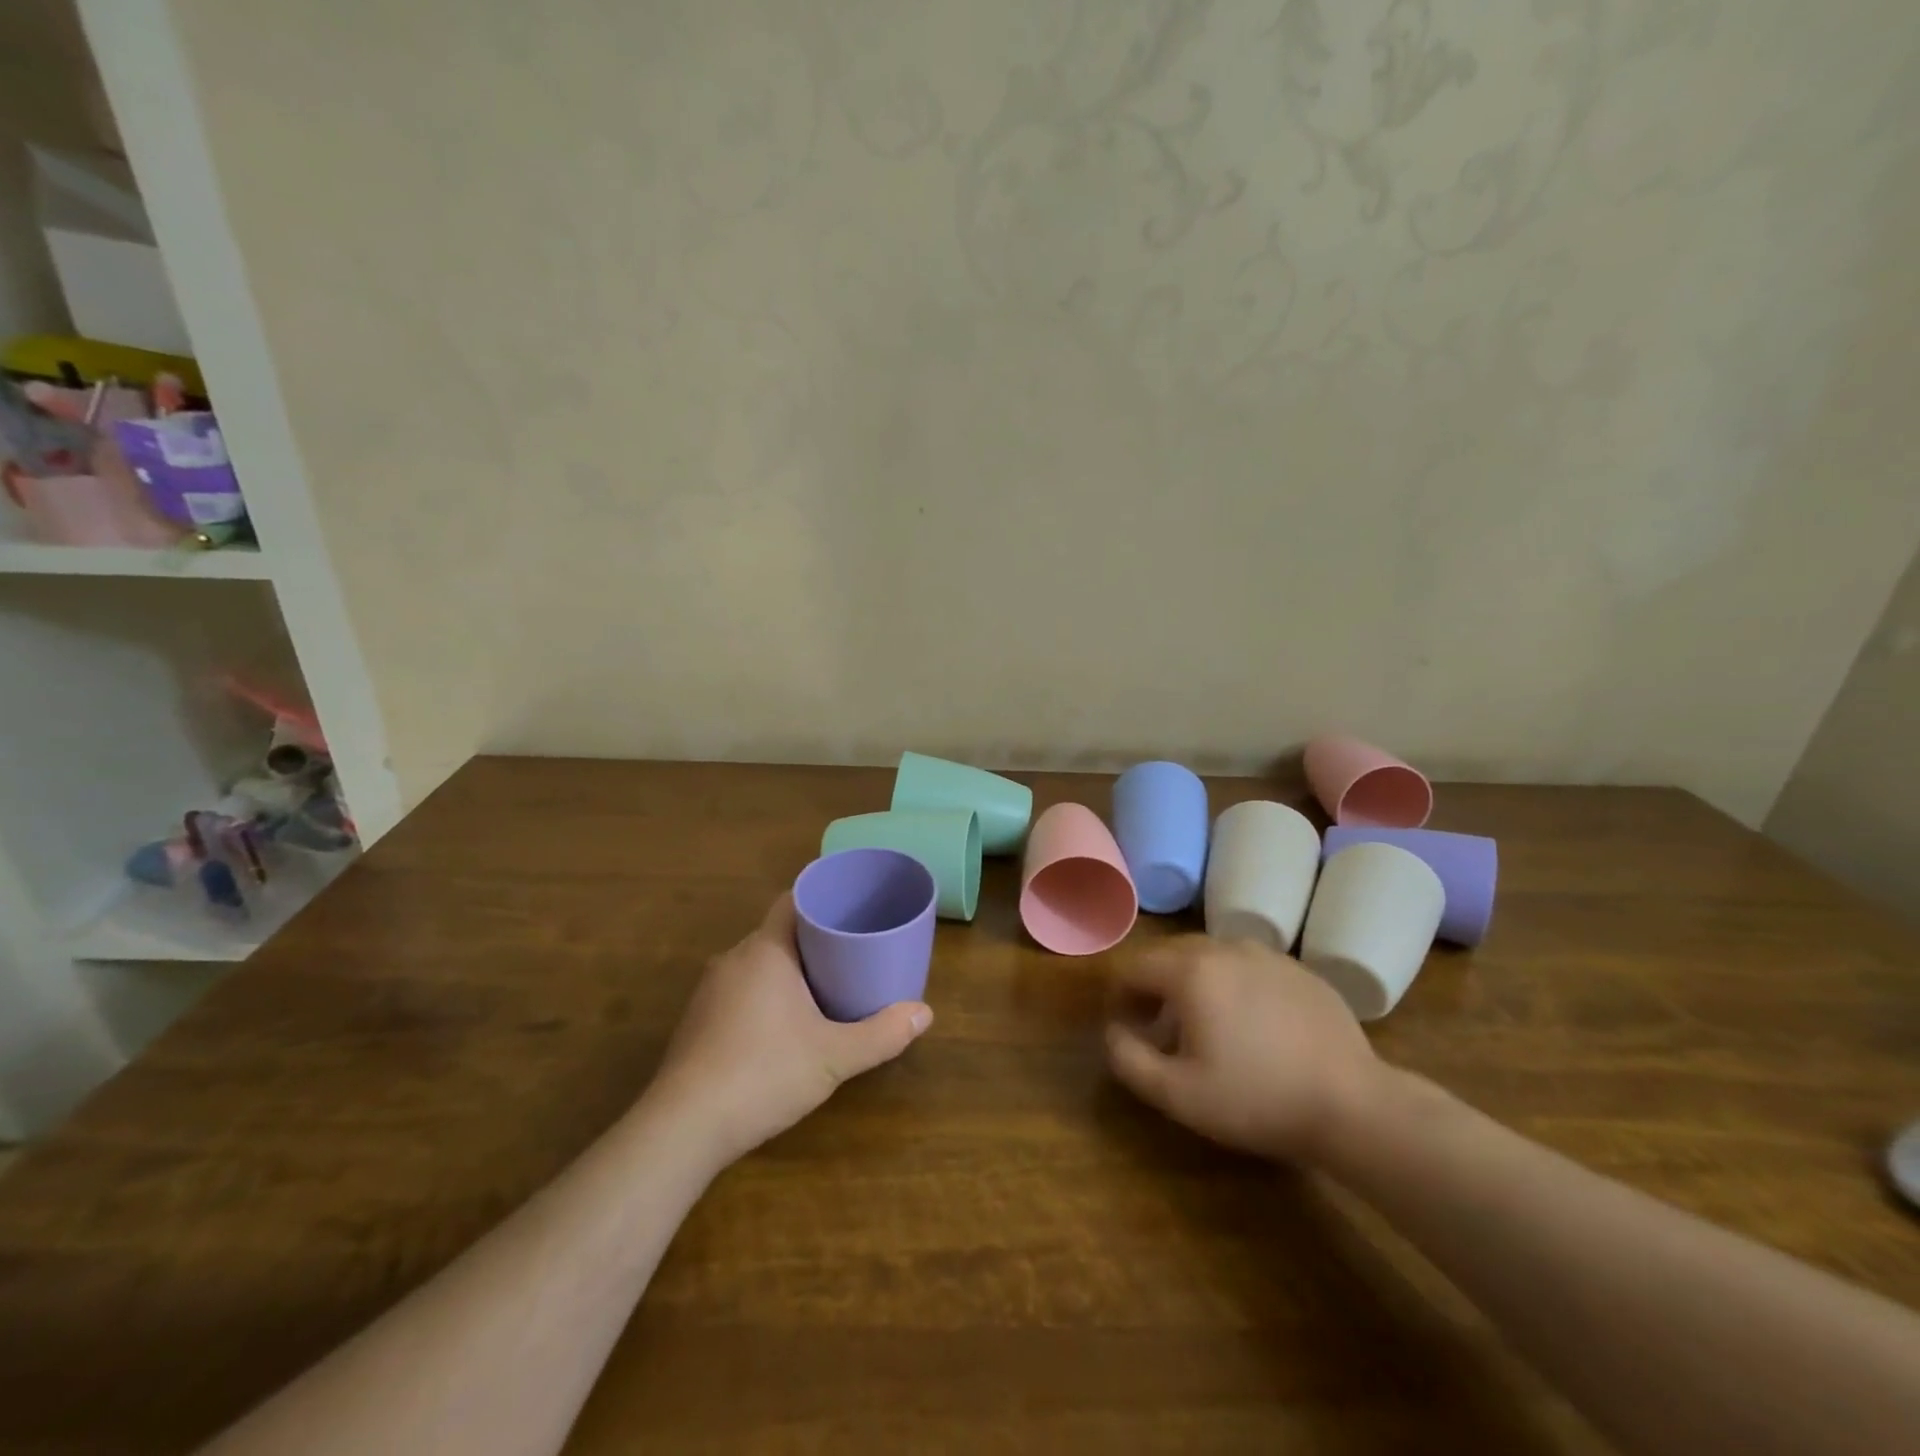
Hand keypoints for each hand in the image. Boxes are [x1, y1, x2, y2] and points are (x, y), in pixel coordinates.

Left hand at [649, 894, 931, 1165]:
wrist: (683, 1128)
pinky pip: (740, 989)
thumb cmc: (763, 1074)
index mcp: (765, 950)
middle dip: (815, 939)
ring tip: (826, 987)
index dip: (824, 899)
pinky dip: (766, 994)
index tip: (853, 908)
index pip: (793, 901)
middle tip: (853, 953)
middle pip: (779, 932)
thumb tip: (925, 1014)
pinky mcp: (698, 1020)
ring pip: (759, 963)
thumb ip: (882, 1034)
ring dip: (789, 969)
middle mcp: (734, 958)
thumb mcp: (834, 1056)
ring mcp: (710, 990)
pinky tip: (783, 1025)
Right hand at [1105, 936, 1384, 1163]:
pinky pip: (1249, 967)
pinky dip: (1233, 985)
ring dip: (1193, 982)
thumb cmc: (1256, 1099)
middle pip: (1170, 954)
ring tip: (1204, 1025)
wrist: (1353, 1105)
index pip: (1134, 967)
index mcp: (1190, 971)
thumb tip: (1112, 1032)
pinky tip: (1250, 1025)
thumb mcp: (1178, 1094)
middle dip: (1154, 986)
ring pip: (1211, 956)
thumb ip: (1129, 1059)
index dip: (1120, 995)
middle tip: (1158, 1026)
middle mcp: (1225, 948)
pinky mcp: (1300, 970)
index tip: (1125, 1026)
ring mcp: (1267, 955)